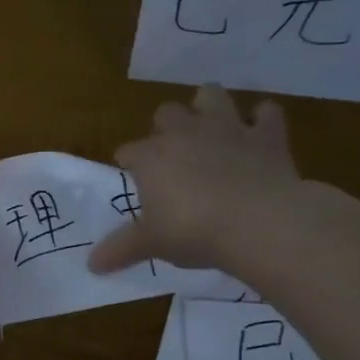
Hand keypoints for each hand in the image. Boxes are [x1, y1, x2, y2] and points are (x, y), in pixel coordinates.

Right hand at [88, 85, 299, 273]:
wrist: (260, 222)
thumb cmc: (193, 231)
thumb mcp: (151, 244)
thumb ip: (121, 249)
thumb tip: (92, 265)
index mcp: (151, 157)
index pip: (128, 151)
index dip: (129, 163)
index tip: (133, 179)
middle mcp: (185, 133)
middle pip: (166, 113)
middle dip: (166, 127)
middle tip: (173, 154)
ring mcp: (227, 128)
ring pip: (211, 94)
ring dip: (209, 105)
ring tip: (211, 127)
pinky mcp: (266, 135)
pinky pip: (266, 112)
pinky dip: (263, 120)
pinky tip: (259, 133)